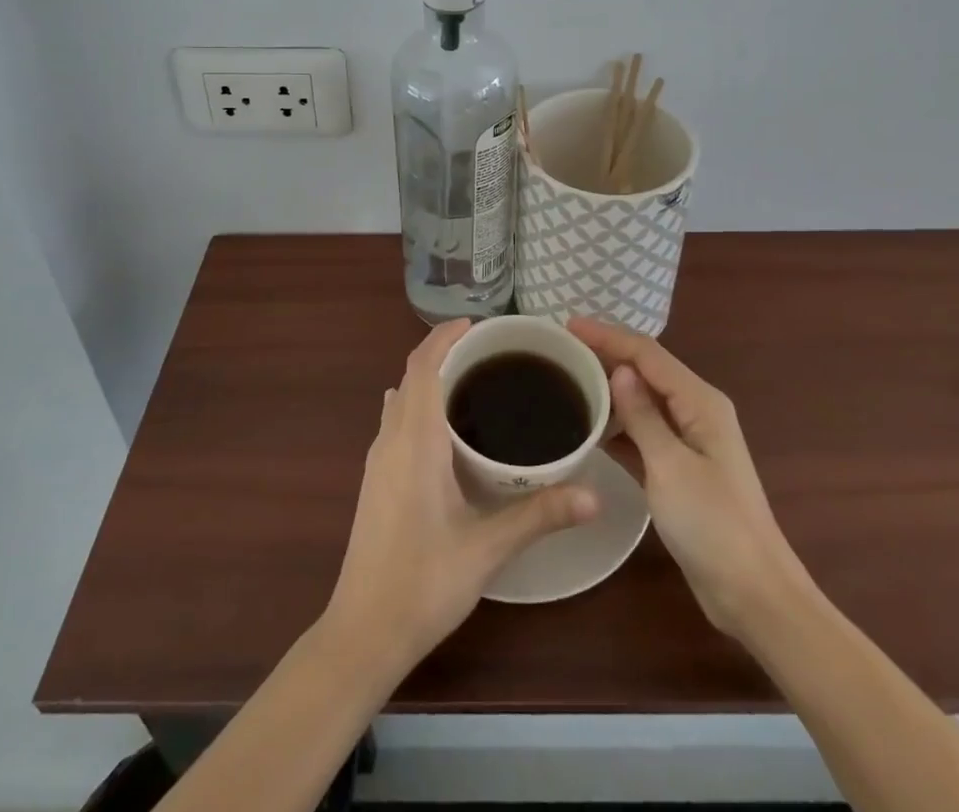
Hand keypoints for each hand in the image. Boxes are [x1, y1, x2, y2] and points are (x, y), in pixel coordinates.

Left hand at [324, 318, 599, 676]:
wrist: (363, 632)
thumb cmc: (424, 583)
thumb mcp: (488, 548)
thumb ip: (540, 515)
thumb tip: (595, 495)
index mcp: (414, 440)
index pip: (423, 366)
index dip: (444, 336)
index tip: (477, 325)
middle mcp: (390, 439)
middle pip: (410, 376)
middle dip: (442, 353)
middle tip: (488, 352)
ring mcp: (376, 460)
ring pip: (400, 398)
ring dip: (427, 378)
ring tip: (470, 381)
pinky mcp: (373, 480)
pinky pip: (394, 421)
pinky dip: (417, 404)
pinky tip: (445, 429)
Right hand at [569, 317, 814, 642]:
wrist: (753, 595)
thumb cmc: (714, 526)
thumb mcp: (670, 467)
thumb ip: (643, 416)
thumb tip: (619, 370)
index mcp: (700, 402)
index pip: (647, 354)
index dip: (607, 335)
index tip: (567, 324)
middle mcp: (696, 411)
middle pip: (646, 371)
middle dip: (607, 355)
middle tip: (561, 350)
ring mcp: (689, 441)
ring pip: (642, 401)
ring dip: (609, 390)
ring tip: (567, 380)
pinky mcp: (679, 469)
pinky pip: (643, 433)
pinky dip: (617, 426)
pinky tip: (588, 427)